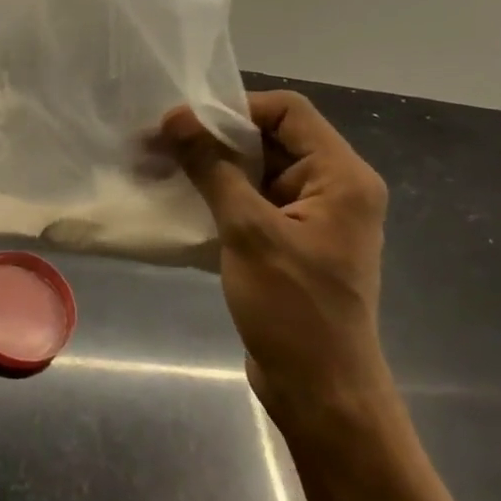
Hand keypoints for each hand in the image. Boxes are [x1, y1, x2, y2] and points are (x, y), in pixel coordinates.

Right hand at [159, 90, 392, 433]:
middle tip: (159, 142)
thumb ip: (212, 168)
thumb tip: (175, 117)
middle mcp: (333, 189)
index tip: (184, 123)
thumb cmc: (293, 308)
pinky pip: (252, 202)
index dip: (236, 109)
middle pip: (271, 139)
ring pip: (257, 171)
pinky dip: (218, 196)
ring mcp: (312, 218)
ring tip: (159, 168)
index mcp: (342, 177)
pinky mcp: (290, 242)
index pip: (289, 112)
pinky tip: (178, 200)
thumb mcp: (248, 231)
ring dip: (211, 168)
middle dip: (214, 138)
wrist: (320, 391)